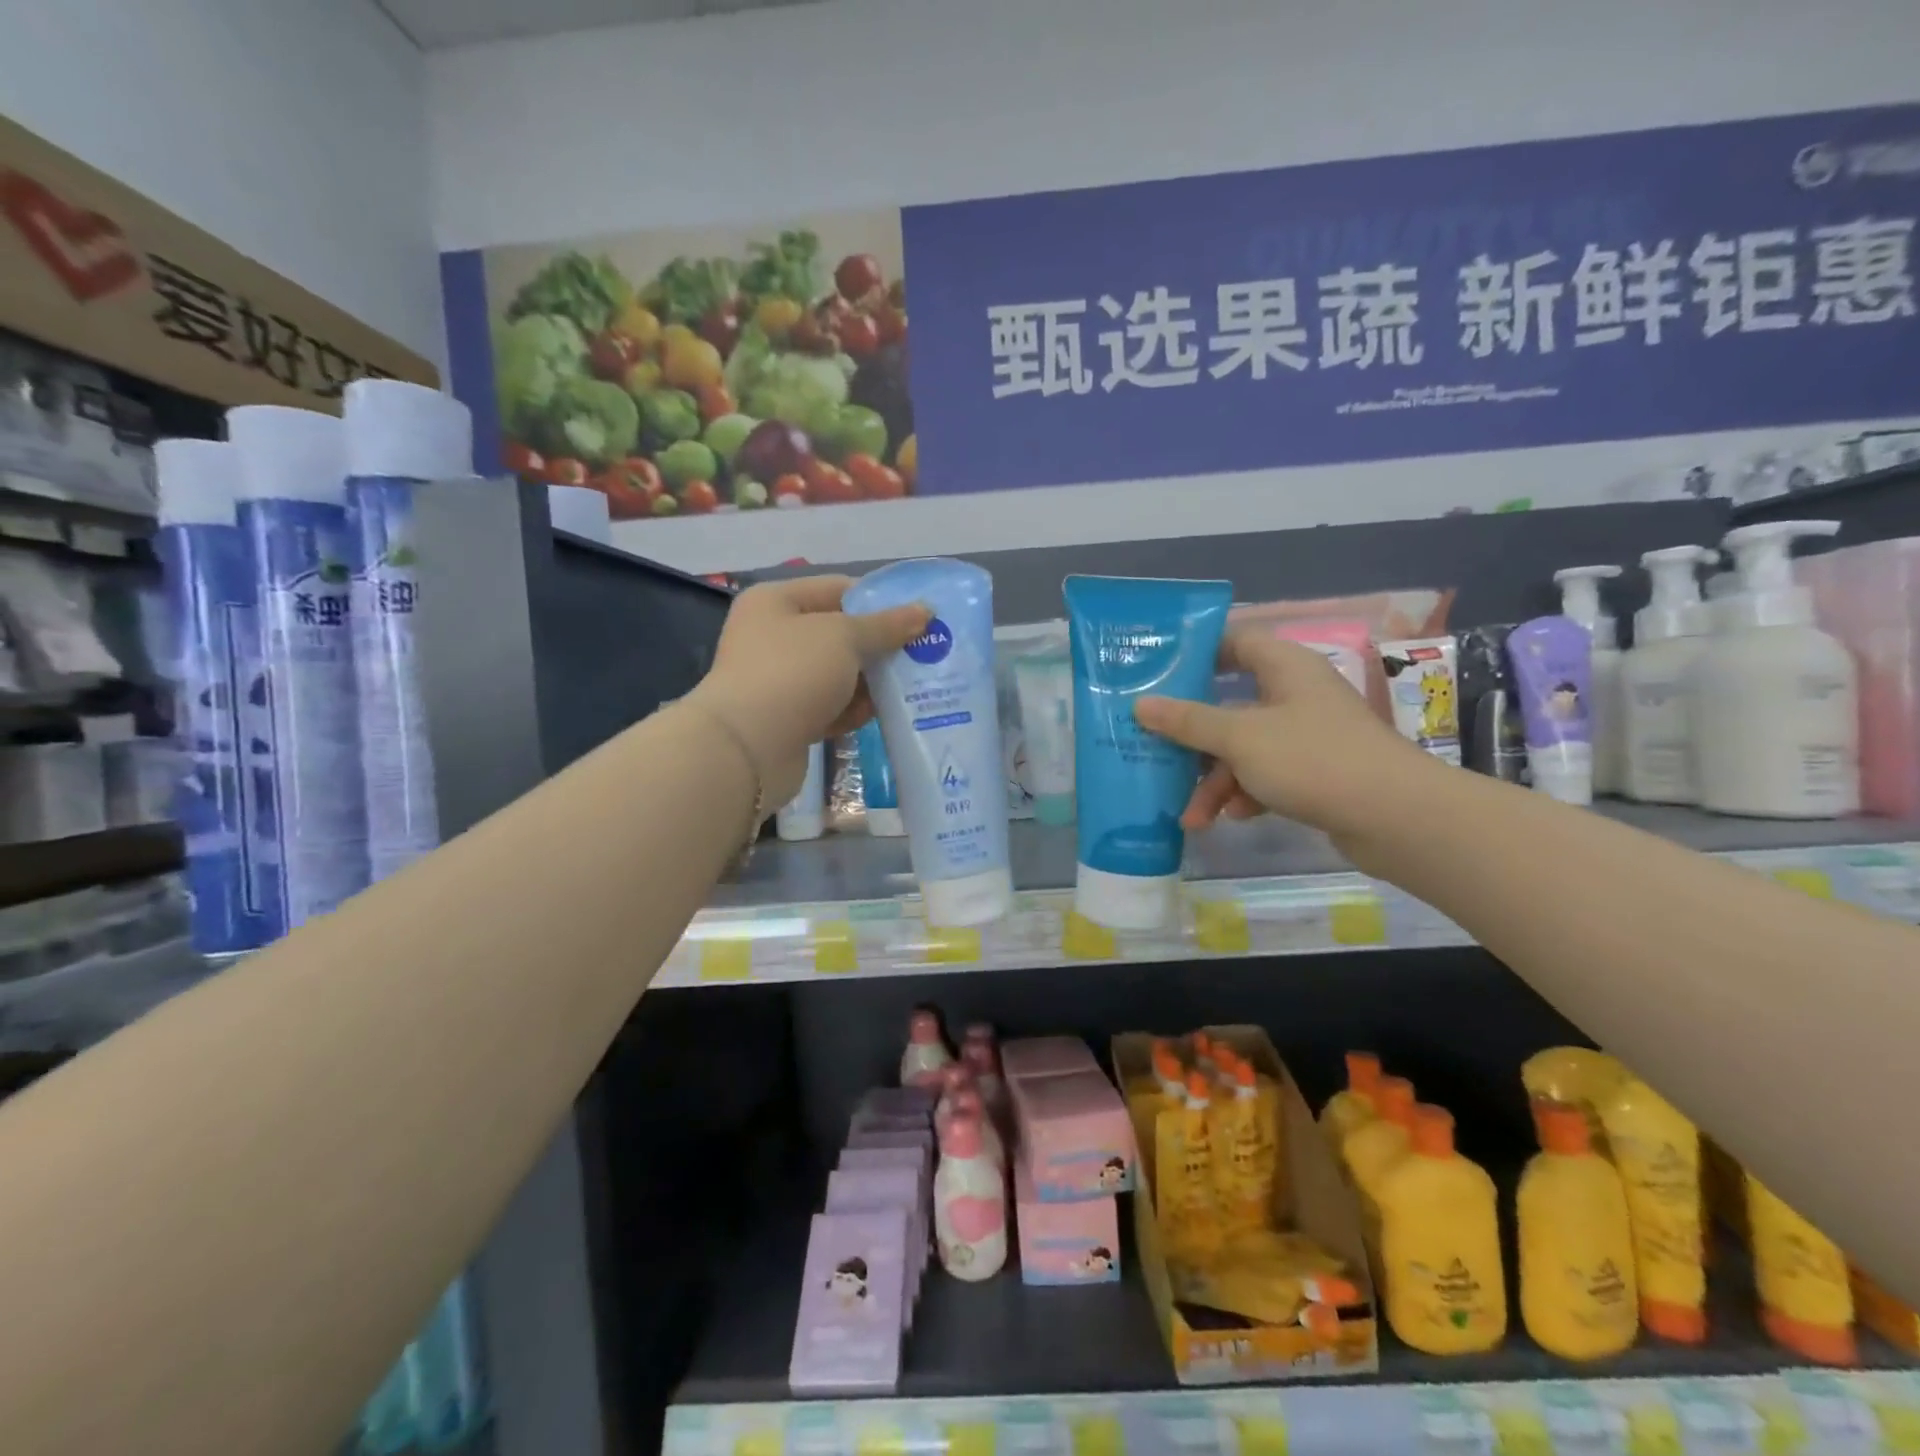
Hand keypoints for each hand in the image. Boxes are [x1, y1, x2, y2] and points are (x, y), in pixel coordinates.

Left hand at [691, 576, 928, 804]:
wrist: (748, 748)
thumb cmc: (793, 673)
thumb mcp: (845, 637)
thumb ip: (886, 625)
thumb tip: (925, 610)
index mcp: (776, 601)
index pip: (838, 589)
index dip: (879, 601)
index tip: (919, 617)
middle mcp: (773, 636)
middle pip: (840, 634)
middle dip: (879, 646)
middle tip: (923, 654)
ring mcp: (779, 680)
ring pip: (838, 674)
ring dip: (870, 682)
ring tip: (911, 687)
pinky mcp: (787, 718)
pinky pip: (830, 706)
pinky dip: (852, 710)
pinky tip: (880, 716)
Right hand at [1133, 627, 1434, 842]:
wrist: (1395, 817)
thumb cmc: (1312, 759)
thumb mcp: (1240, 738)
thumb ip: (1188, 721)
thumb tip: (1140, 705)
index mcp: (1284, 667)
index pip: (1235, 641)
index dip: (1196, 652)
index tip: (1156, 671)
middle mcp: (1295, 694)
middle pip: (1230, 703)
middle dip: (1193, 735)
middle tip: (1154, 745)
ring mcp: (1306, 735)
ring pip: (1244, 747)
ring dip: (1215, 778)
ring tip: (1191, 814)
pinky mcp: (1314, 772)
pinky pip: (1265, 774)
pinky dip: (1245, 793)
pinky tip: (1230, 817)